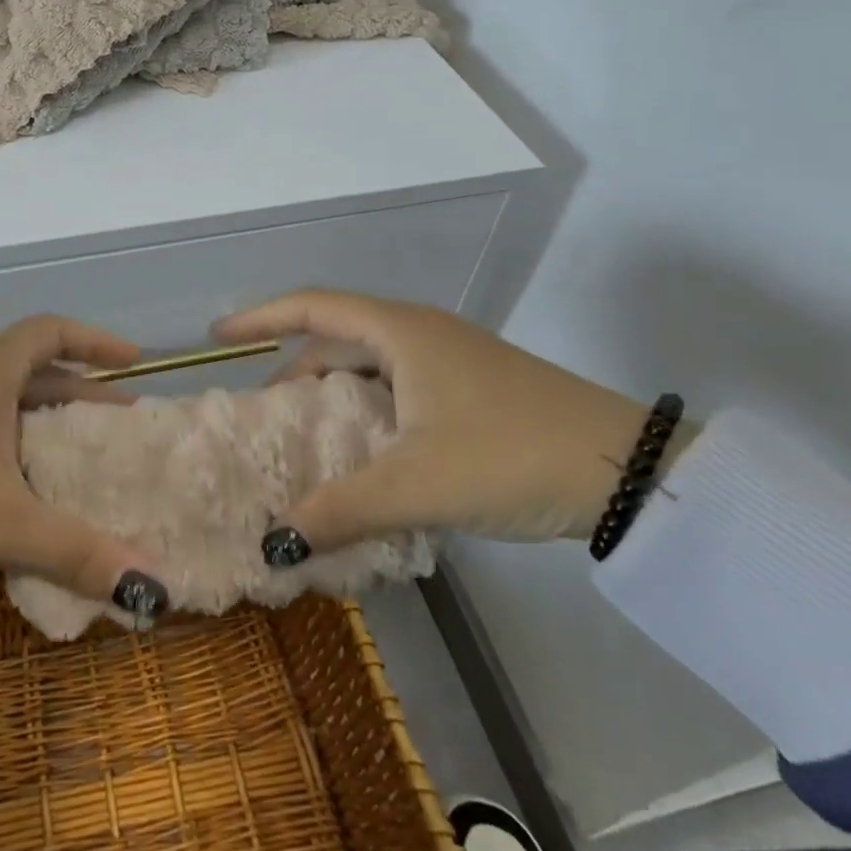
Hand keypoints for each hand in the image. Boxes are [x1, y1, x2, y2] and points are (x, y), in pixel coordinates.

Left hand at [0, 317, 169, 621]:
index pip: (52, 331)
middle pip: (34, 370)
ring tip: (80, 460)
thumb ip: (77, 551)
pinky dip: (13, 450)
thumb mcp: (2, 521)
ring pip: (5, 404)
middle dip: (81, 394)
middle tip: (121, 424)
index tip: (133, 363)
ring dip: (45, 425)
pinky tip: (22, 492)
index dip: (96, 342)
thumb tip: (154, 592)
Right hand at [215, 291, 670, 559]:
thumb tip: (275, 542)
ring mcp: (451, 360)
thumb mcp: (418, 484)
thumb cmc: (510, 454)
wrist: (632, 473)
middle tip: (262, 409)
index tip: (218, 338)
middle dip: (294, 368)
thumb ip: (340, 510)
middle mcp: (421, 334)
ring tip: (307, 435)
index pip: (311, 308)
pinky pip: (399, 387)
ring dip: (333, 393)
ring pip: (371, 365)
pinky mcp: (473, 389)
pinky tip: (366, 452)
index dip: (260, 319)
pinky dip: (369, 410)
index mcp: (401, 331)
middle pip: (338, 337)